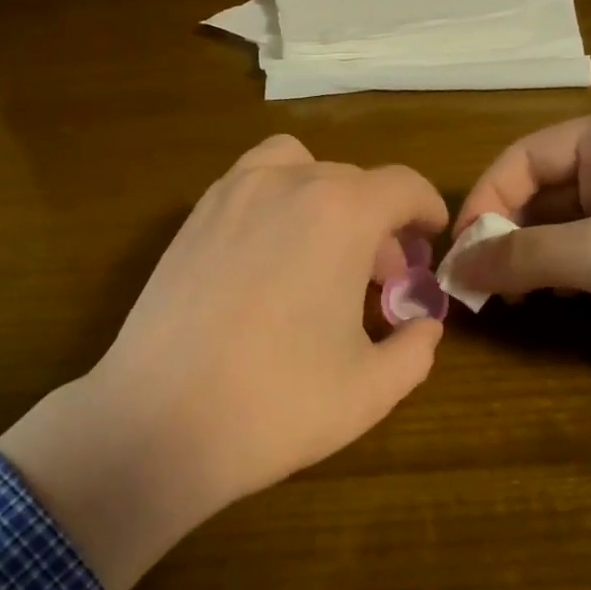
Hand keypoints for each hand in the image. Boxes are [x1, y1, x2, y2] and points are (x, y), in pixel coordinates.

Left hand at [0, 135, 447, 589]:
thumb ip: (415, 348)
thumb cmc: (277, 405)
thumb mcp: (371, 389)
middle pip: (350, 180)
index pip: (402, 185)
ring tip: (322, 252)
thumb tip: (423, 325)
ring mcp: (227, 197)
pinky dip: (273, 203)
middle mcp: (283, 184)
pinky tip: (270, 261)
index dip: (426, 209)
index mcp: (339, 213)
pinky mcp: (189, 221)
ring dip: (322, 197)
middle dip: (377, 222)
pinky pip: (246, 187)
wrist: (159, 422)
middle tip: (378, 278)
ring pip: (293, 168)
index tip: (431, 236)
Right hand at [452, 102, 590, 377]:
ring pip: (566, 224)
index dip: (483, 203)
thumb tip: (454, 268)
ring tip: (510, 298)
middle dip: (505, 235)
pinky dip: (565, 273)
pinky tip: (555, 302)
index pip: (523, 157)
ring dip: (531, 257)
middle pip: (541, 190)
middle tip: (479, 286)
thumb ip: (523, 257)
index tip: (459, 257)